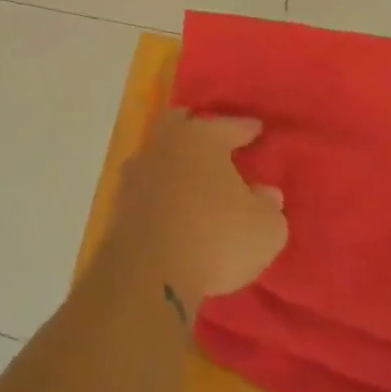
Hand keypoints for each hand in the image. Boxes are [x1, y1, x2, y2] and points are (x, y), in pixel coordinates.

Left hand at [104, 111, 286, 316]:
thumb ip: (269, 206)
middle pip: (181, 124)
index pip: (230, 126)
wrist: (150, 267)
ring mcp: (139, 167)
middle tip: (213, 137)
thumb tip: (266, 193)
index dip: (246, 128)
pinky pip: (146, 181)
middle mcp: (167, 142)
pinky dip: (159, 185)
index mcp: (203, 137)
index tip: (256, 127)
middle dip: (197, 127)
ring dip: (174, 158)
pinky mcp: (121, 196)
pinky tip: (169, 199)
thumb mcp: (264, 229)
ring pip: (159, 150)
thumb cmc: (215, 236)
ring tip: (191, 172)